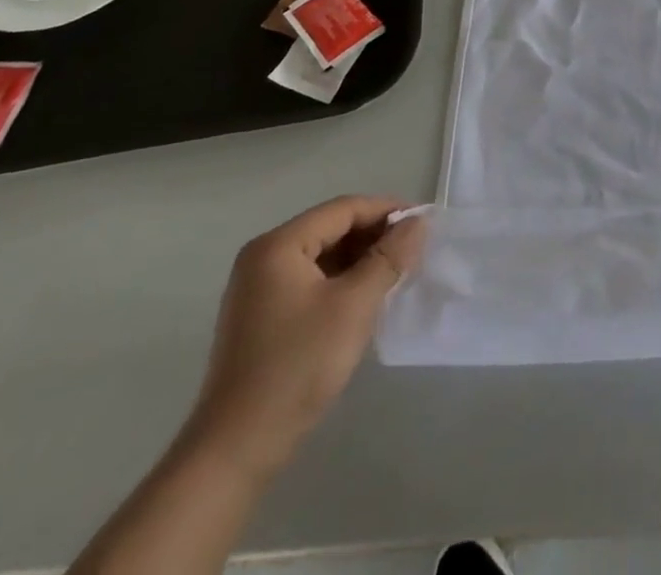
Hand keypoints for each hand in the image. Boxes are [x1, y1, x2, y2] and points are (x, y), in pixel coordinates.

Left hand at [185, 196, 427, 479]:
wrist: (236, 451)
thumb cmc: (297, 366)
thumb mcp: (354, 305)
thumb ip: (389, 257)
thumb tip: (417, 222)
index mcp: (279, 245)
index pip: (343, 209)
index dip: (386, 210)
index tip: (424, 222)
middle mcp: (263, 258)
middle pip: (331, 228)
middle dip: (374, 235)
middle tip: (415, 249)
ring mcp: (259, 289)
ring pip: (323, 255)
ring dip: (361, 259)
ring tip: (397, 272)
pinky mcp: (262, 317)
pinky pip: (311, 280)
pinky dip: (342, 281)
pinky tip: (366, 297)